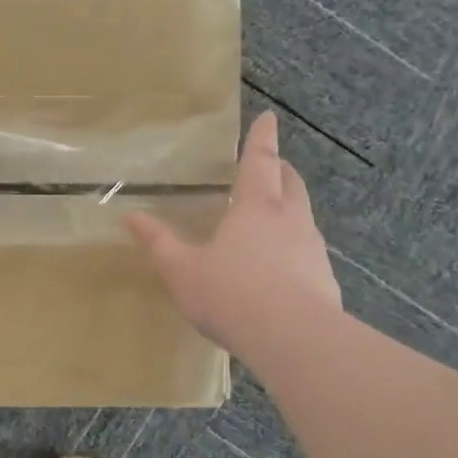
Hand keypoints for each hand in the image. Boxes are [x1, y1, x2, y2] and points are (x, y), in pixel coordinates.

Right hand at [125, 112, 341, 360]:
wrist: (294, 340)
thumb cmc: (231, 294)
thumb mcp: (182, 270)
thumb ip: (158, 243)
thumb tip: (130, 216)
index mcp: (256, 207)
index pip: (260, 161)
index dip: (263, 138)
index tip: (270, 117)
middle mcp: (291, 220)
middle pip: (291, 184)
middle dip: (281, 170)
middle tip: (271, 166)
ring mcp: (313, 251)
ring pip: (304, 218)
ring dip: (290, 211)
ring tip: (272, 222)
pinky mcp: (326, 282)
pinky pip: (309, 255)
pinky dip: (296, 250)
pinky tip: (282, 273)